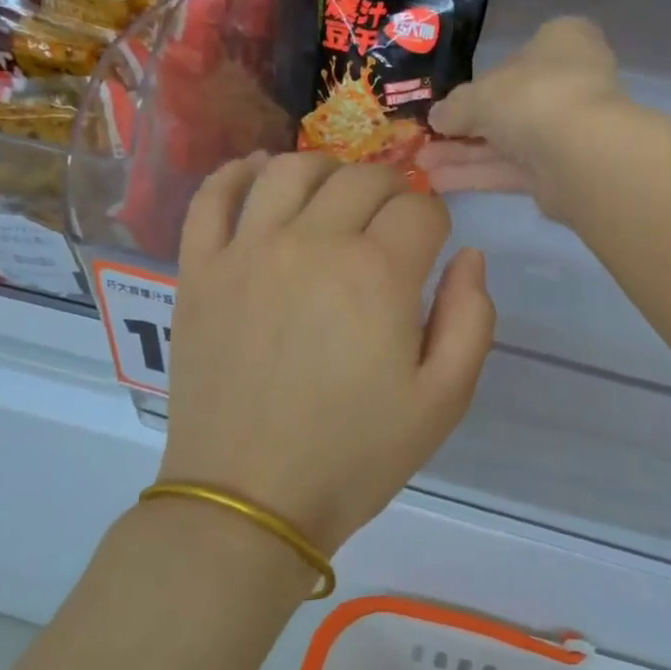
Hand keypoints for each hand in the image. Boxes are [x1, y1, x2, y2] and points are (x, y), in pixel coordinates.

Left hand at [156, 151, 495, 553]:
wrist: (250, 499)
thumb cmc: (355, 456)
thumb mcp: (443, 400)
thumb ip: (471, 319)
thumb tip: (468, 257)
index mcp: (377, 274)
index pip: (420, 209)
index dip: (436, 223)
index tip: (432, 250)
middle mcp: (311, 243)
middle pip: (361, 179)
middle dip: (391, 192)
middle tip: (393, 225)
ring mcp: (246, 251)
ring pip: (290, 170)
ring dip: (326, 171)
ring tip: (336, 197)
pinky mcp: (199, 270)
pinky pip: (212, 196)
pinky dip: (238, 173)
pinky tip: (259, 176)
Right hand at [420, 17, 628, 218]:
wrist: (577, 153)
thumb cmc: (531, 97)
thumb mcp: (479, 94)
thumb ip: (454, 106)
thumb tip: (436, 117)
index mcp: (560, 44)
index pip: (518, 56)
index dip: (482, 79)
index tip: (451, 99)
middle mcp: (568, 82)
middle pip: (508, 105)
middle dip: (464, 126)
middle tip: (426, 139)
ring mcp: (566, 130)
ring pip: (506, 142)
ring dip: (464, 154)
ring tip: (421, 165)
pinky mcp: (559, 171)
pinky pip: (511, 170)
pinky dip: (477, 175)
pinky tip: (438, 182)